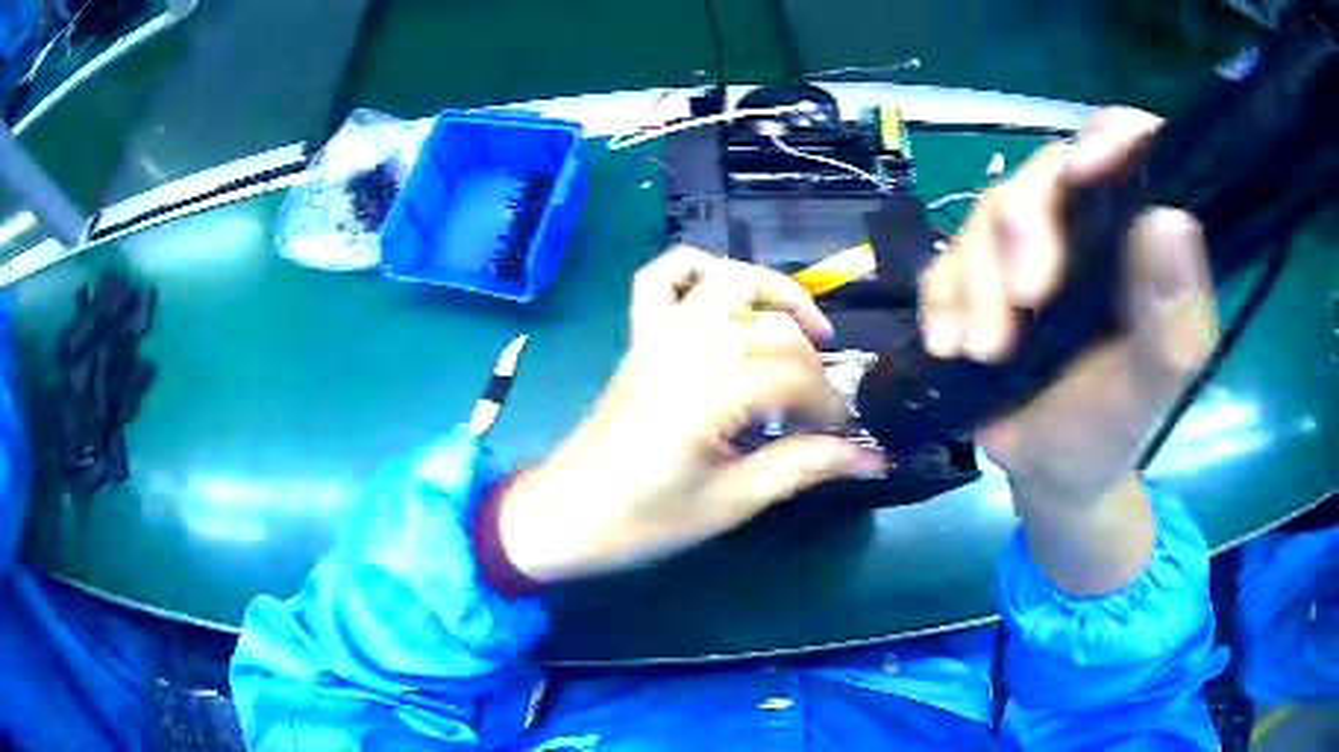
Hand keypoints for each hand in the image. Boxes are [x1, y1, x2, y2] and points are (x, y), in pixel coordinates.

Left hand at [500, 247, 884, 581]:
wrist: (568, 514)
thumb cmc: (644, 519)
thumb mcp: (731, 501)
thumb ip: (803, 467)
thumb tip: (872, 458)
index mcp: (710, 393)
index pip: (796, 376)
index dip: (830, 404)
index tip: (843, 436)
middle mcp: (686, 348)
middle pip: (772, 328)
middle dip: (811, 363)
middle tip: (820, 406)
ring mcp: (658, 336)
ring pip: (726, 279)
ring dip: (773, 293)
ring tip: (803, 330)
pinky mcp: (640, 338)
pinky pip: (660, 278)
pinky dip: (698, 268)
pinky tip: (727, 297)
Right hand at [921, 108, 1219, 592]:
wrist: (1050, 470)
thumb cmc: (1112, 427)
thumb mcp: (1153, 383)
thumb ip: (1174, 312)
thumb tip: (1170, 220)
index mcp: (1138, 235)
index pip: (1128, 145)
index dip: (1106, 140)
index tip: (1081, 175)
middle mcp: (1085, 224)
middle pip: (1044, 175)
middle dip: (1024, 233)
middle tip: (1022, 304)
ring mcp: (1027, 247)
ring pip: (988, 214)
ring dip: (976, 281)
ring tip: (981, 350)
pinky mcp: (978, 275)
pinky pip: (944, 259)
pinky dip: (941, 299)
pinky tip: (948, 344)